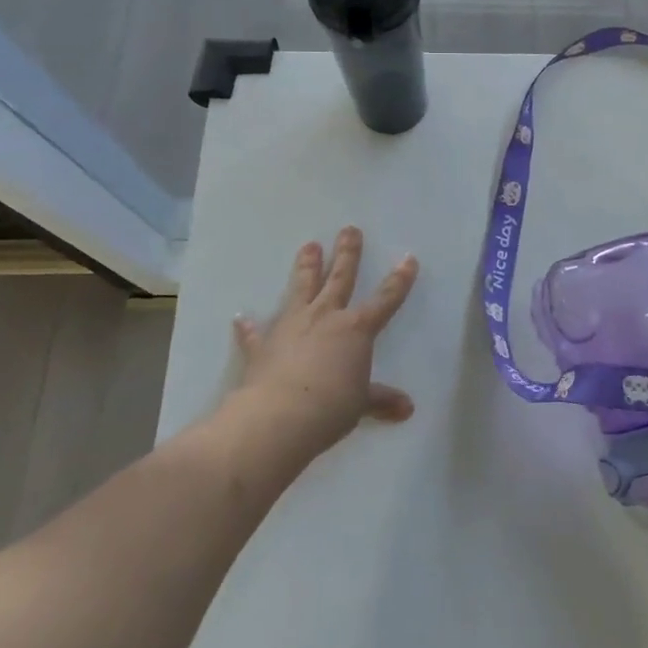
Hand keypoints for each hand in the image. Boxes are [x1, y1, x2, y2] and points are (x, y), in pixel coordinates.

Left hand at [228, 227, 418, 462]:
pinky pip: (255, 333)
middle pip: (340, 278)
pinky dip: (248, 327)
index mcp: (356, 329)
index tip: (408, 259)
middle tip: (349, 229)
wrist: (278, 417)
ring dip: (306, 267)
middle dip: (347, 253)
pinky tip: (240, 318)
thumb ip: (381, 400)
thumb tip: (407, 409)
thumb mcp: (361, 404)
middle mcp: (325, 317)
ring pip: (301, 288)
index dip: (399, 280)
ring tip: (309, 245)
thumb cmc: (331, 407)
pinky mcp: (263, 345)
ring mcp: (292, 326)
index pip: (385, 299)